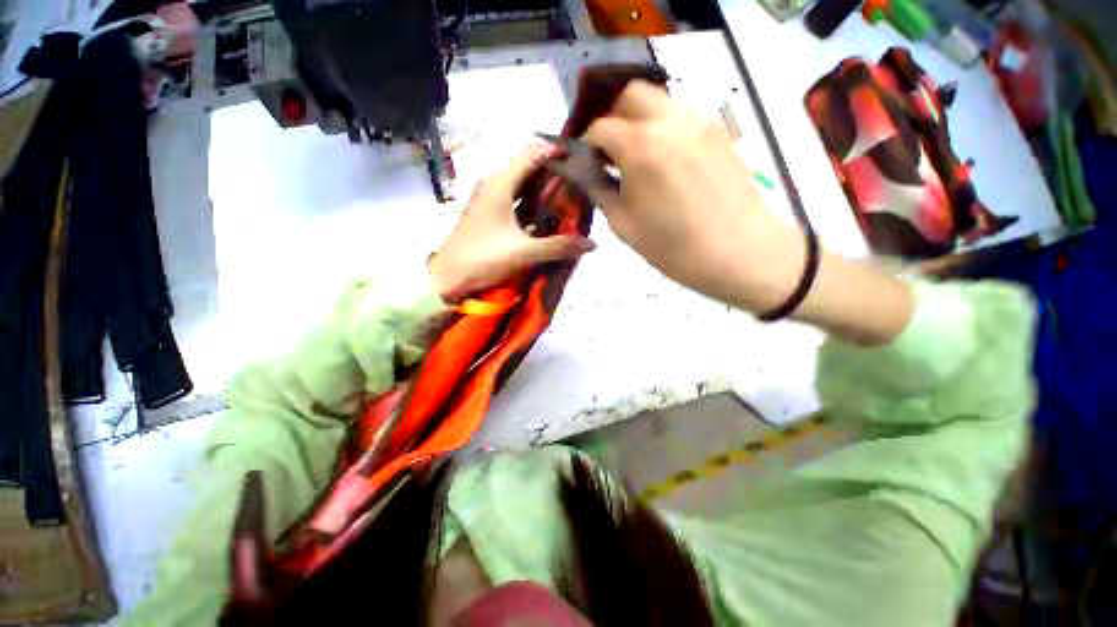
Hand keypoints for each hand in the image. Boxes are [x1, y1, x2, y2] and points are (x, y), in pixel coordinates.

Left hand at [429, 144, 595, 302]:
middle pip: (527, 165)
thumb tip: (592, 244)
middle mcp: (493, 182)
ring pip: (520, 181)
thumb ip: (559, 246)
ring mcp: (487, 196)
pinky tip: (545, 214)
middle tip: (580, 183)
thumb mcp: (524, 253)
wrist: (447, 277)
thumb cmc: (483, 259)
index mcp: (500, 183)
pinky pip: (513, 195)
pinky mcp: (486, 210)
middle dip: (553, 171)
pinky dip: (531, 200)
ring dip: (542, 186)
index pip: (532, 153)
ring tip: (568, 197)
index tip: (581, 161)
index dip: (557, 152)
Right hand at [582, 82, 805, 313]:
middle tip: (612, 155)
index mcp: (640, 146)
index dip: (587, 146)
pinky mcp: (720, 131)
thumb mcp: (624, 225)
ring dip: (641, 123)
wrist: (740, 253)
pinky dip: (666, 130)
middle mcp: (669, 120)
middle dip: (614, 120)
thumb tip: (583, 171)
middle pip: (631, 96)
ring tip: (641, 161)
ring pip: (659, 102)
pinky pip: (683, 117)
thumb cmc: (674, 247)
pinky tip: (668, 164)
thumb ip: (599, 190)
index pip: (600, 127)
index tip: (587, 165)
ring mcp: (700, 121)